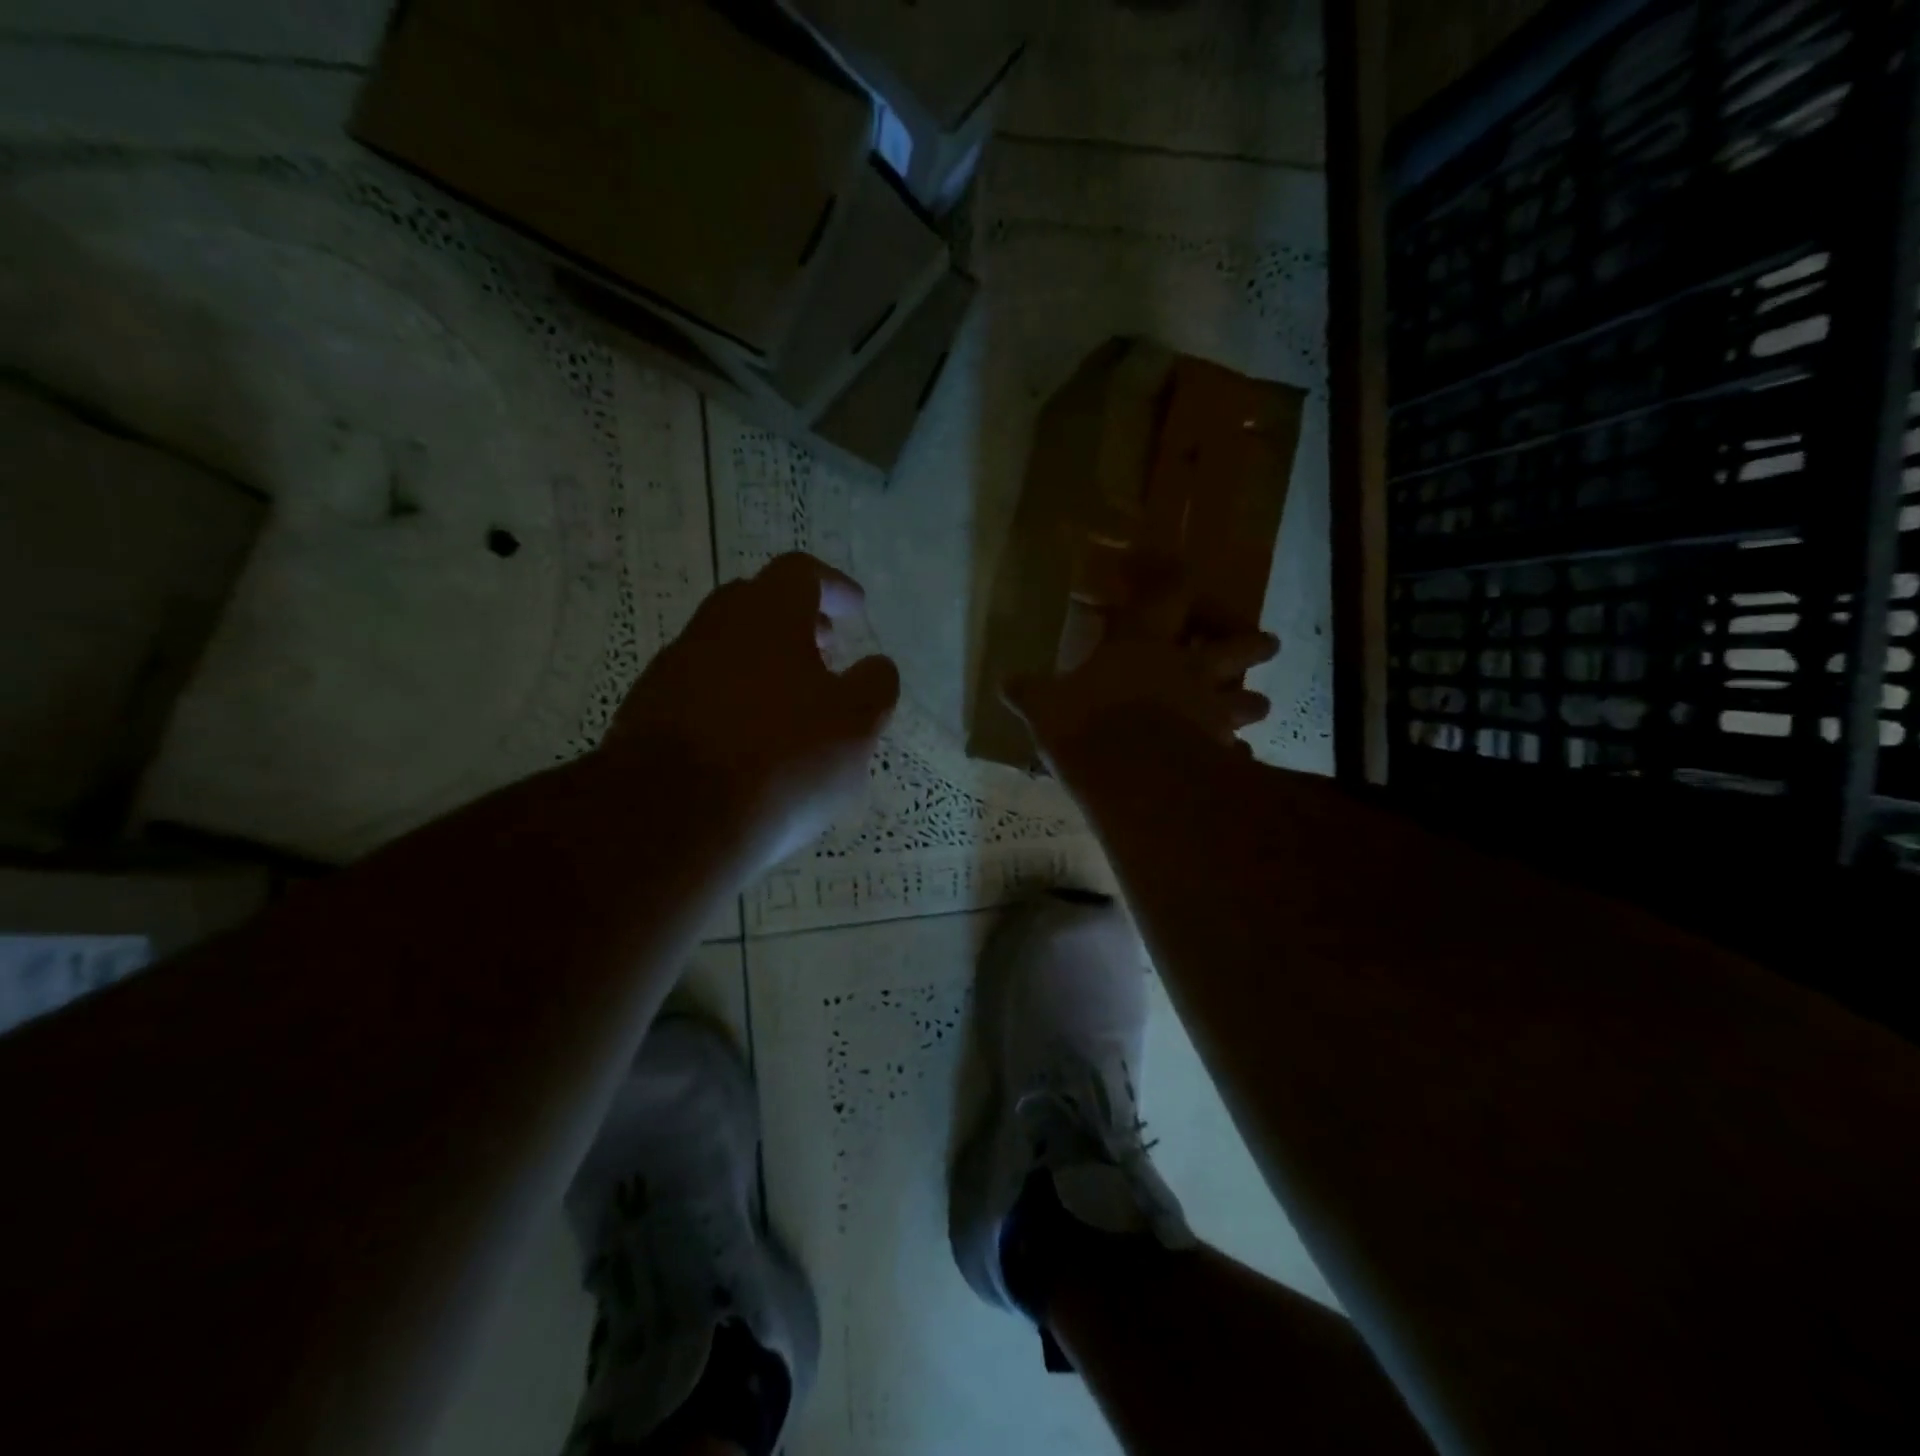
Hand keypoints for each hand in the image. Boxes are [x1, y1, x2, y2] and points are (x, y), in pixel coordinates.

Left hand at [606, 553, 899, 873]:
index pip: (802, 574)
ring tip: (793, 706)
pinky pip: (700, 691)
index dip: (834, 587)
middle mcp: (713, 629)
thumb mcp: (855, 726)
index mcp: (767, 616)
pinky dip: (732, 702)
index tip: (857, 609)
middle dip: (797, 623)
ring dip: (763, 664)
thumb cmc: (781, 760)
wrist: (670, 821)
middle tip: (827, 652)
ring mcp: (671, 671)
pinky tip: (748, 745)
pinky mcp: (645, 714)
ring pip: (725, 649)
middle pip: (757, 605)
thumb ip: (874, 687)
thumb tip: (876, 666)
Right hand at [1004, 559, 1277, 770]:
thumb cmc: (1086, 722)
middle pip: (1238, 645)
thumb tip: (1003, 682)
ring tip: (1256, 705)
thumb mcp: (1044, 705)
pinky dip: (1236, 754)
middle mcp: (1188, 668)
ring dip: (1252, 702)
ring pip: (1248, 700)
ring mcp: (1209, 710)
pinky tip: (1234, 761)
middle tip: (1264, 643)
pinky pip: (1236, 751)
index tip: (1178, 575)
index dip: (1177, 578)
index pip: (1173, 591)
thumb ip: (1028, 692)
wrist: (1131, 775)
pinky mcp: (1217, 752)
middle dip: (1252, 643)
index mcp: (1145, 642)